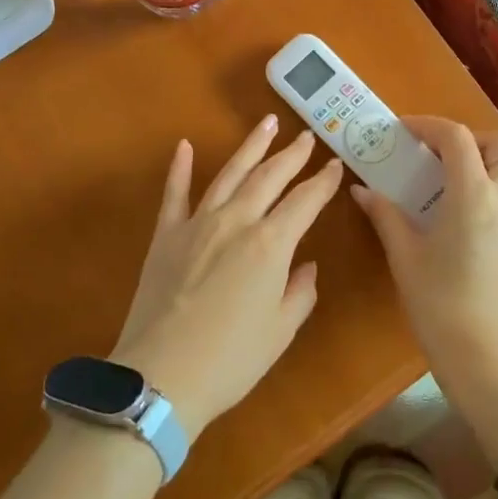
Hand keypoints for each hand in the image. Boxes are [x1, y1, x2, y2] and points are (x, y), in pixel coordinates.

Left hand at [110, 116, 343, 434]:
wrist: (161, 375)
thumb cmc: (231, 359)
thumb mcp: (280, 332)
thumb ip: (300, 293)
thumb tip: (306, 267)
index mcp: (271, 245)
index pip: (305, 202)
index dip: (324, 182)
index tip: (336, 165)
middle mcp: (236, 222)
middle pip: (270, 178)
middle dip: (292, 155)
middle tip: (306, 135)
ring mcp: (197, 224)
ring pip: (230, 174)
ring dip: (251, 147)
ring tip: (267, 123)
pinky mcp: (165, 235)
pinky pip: (175, 193)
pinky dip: (180, 168)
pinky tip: (185, 146)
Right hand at [351, 117, 497, 386]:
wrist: (484, 354)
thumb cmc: (438, 303)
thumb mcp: (405, 255)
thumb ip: (385, 214)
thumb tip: (362, 190)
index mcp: (474, 195)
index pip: (456, 137)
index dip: (427, 126)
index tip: (402, 132)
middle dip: (468, 137)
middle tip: (436, 155)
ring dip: (492, 155)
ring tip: (457, 173)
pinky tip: (472, 203)